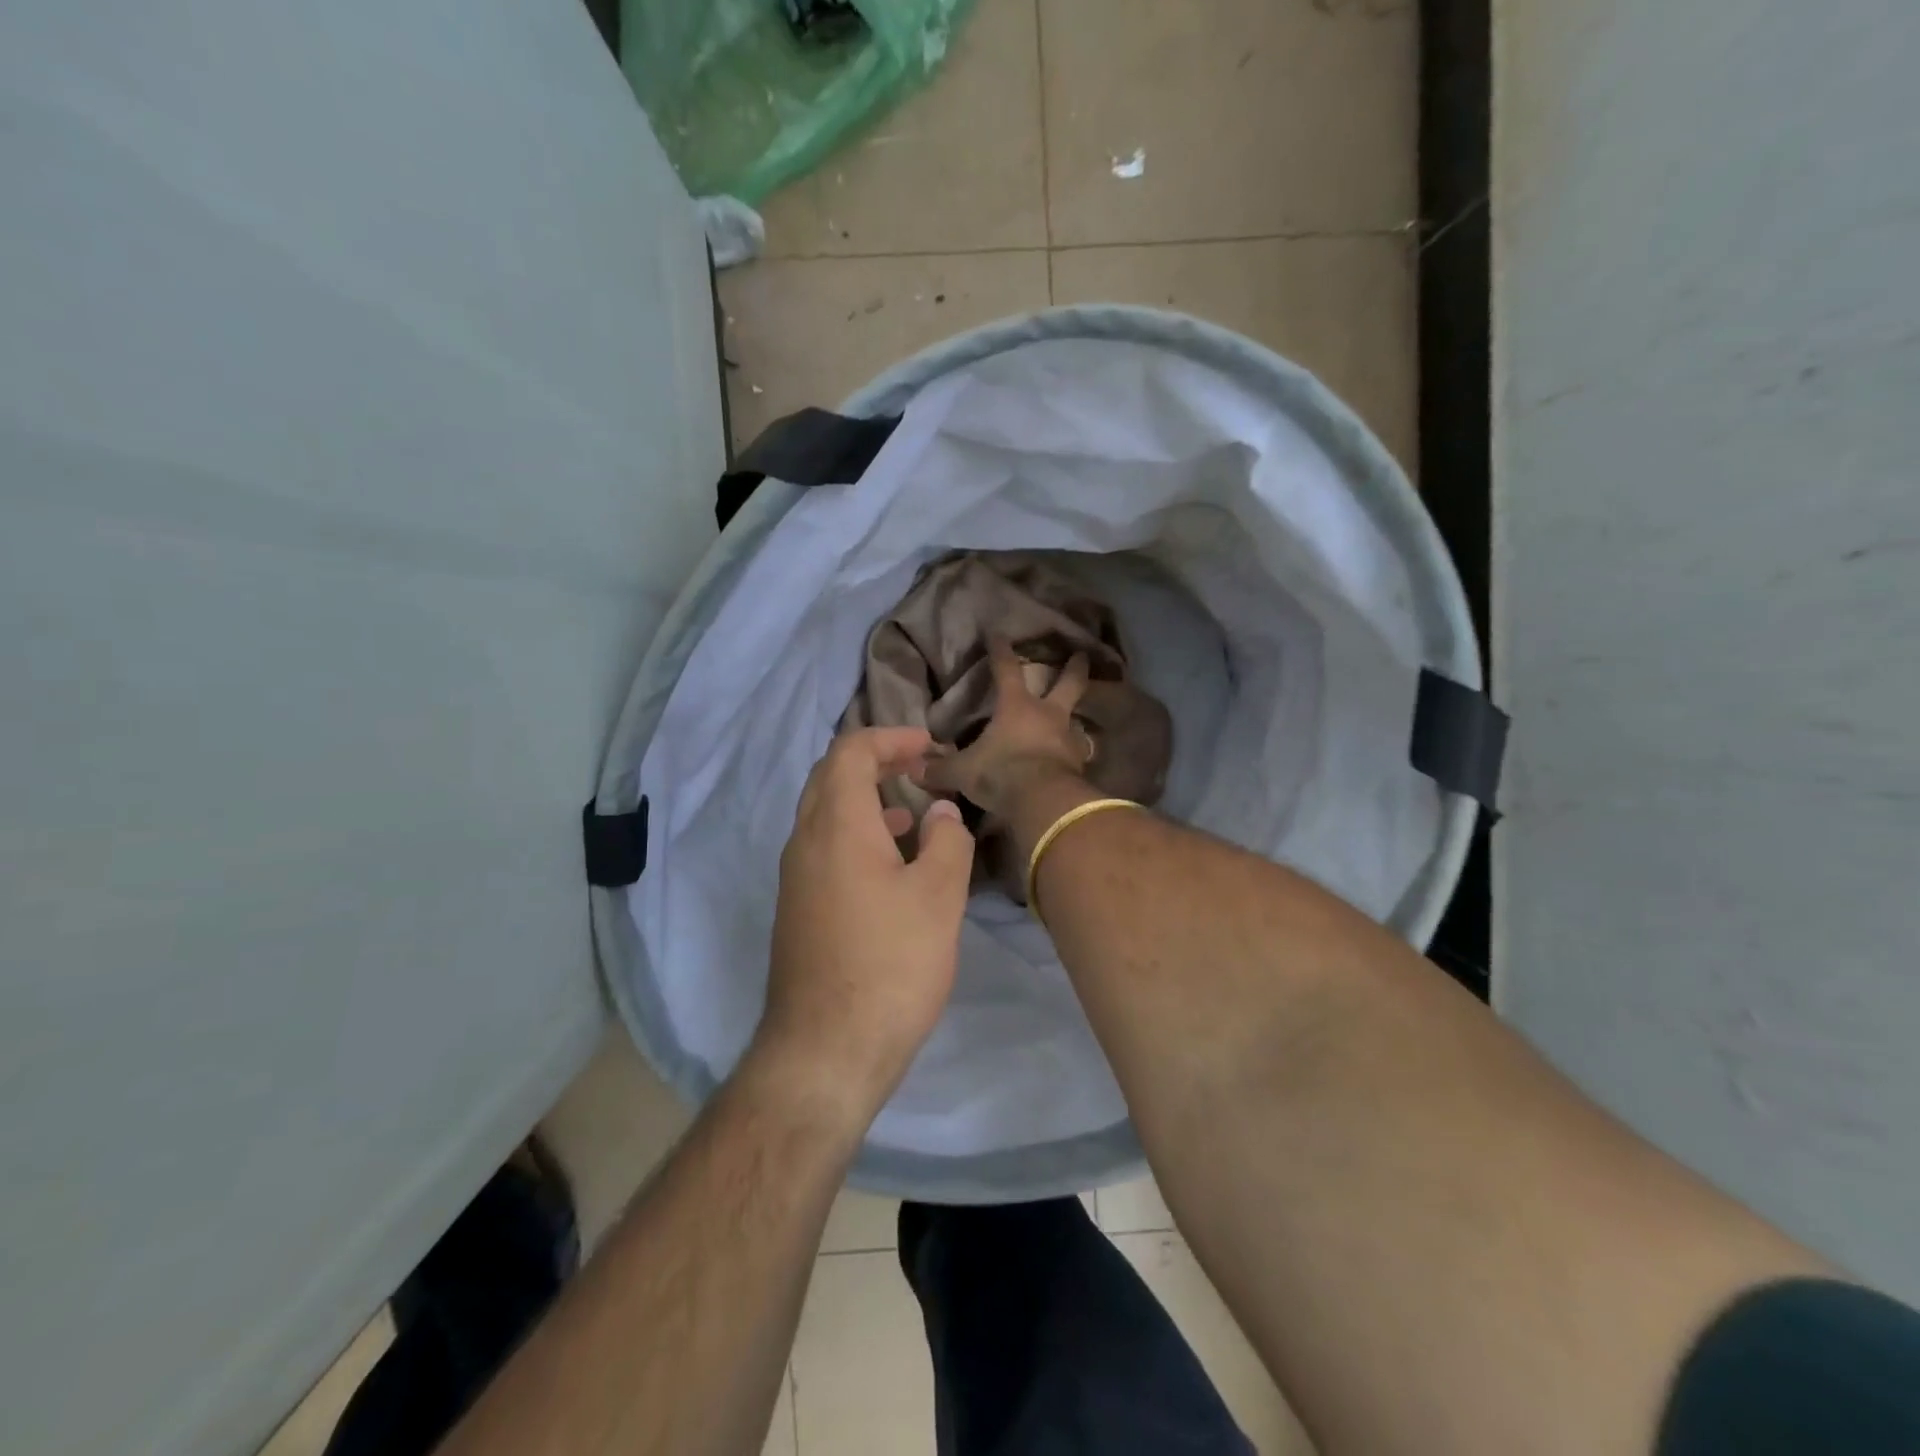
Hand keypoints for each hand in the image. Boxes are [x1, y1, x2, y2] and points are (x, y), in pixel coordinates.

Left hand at [756, 727, 975, 1124]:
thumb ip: (946, 840)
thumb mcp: (938, 897)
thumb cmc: (890, 964)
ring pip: (824, 813)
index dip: (891, 737)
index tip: (930, 747)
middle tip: (919, 768)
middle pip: (830, 776)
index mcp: (836, 825)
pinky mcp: (797, 909)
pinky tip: (890, 865)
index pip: (851, 751)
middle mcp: (805, 840)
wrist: (825, 1050)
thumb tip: (939, 812)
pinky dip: (856, 834)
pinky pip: (823, 847)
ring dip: (865, 799)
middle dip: (876, 761)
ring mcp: (795, 877)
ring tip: (911, 813)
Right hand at [919, 637, 1093, 817]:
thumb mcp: (963, 772)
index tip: (998, 633)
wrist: (1044, 801)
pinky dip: (1074, 752)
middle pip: (1067, 684)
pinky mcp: (1079, 764)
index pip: (1006, 669)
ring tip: (1077, 716)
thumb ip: (940, 768)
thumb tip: (914, 768)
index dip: (1000, 651)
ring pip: (1077, 718)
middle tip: (1082, 655)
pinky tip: (1072, 758)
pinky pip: (1078, 752)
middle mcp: (1047, 715)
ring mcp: (1068, 738)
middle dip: (1074, 669)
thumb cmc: (1001, 773)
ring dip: (1077, 715)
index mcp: (1016, 706)